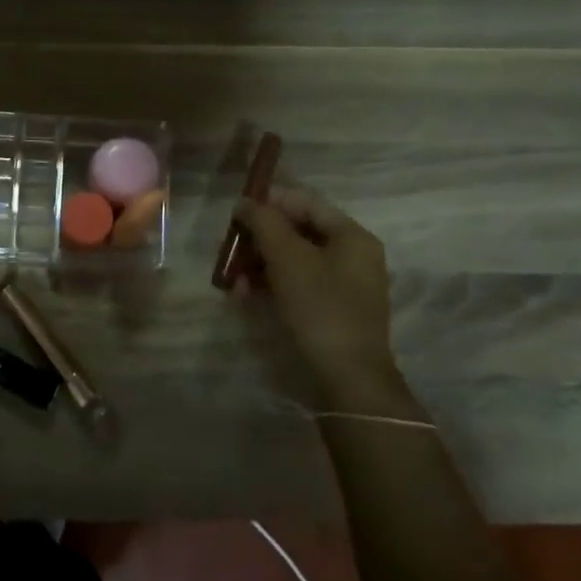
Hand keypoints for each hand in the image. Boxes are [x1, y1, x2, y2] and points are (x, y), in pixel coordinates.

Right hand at [233, 185, 411, 411]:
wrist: (347, 378)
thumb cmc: (319, 307)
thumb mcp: (287, 258)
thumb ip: (264, 222)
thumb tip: (245, 203)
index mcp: (352, 236)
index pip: (305, 203)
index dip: (269, 202)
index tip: (236, 211)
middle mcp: (352, 255)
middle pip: (297, 231)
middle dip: (259, 239)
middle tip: (228, 248)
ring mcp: (343, 285)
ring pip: (293, 260)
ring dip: (258, 264)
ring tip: (231, 280)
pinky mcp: (331, 309)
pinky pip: (297, 284)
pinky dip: (270, 285)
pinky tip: (244, 295)